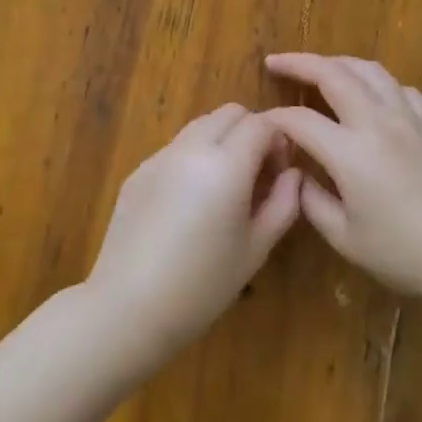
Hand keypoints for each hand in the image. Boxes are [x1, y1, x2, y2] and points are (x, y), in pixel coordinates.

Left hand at [84, 103, 301, 365]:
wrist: (127, 309)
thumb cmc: (202, 286)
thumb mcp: (256, 249)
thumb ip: (284, 203)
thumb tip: (294, 175)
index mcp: (225, 165)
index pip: (261, 124)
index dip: (280, 140)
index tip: (282, 171)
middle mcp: (190, 149)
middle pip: (230, 113)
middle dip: (252, 131)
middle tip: (258, 173)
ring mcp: (159, 158)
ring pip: (200, 126)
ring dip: (222, 140)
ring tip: (226, 186)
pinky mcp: (137, 172)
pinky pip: (175, 148)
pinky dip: (194, 157)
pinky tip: (191, 203)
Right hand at [263, 53, 421, 307]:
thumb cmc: (405, 253)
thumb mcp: (346, 238)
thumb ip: (312, 202)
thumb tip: (297, 176)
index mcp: (350, 152)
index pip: (300, 121)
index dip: (274, 119)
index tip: (260, 124)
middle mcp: (378, 123)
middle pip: (334, 74)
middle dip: (299, 63)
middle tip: (276, 61)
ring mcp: (409, 118)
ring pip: (370, 71)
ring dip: (338, 63)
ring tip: (320, 67)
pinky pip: (400, 88)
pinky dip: (376, 82)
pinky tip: (371, 95)